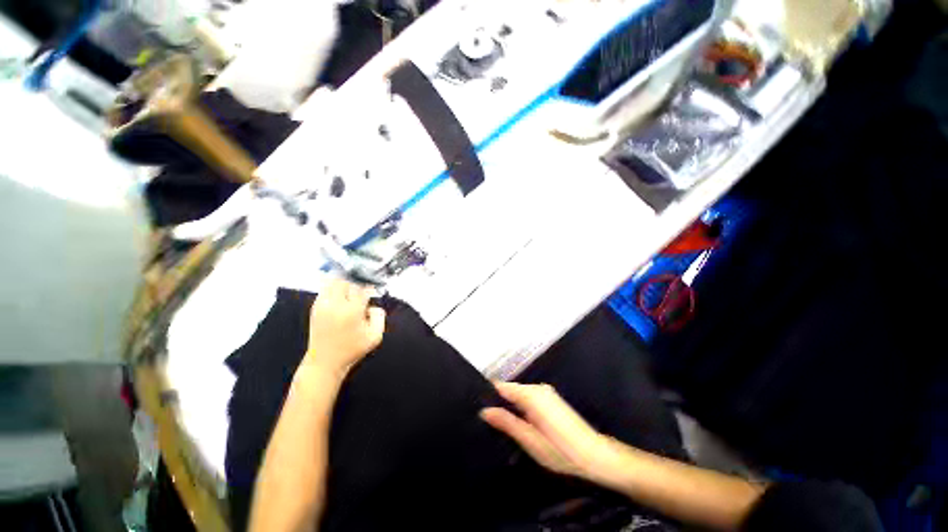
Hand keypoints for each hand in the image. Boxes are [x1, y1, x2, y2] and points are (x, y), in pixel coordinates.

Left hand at [304, 279, 385, 377]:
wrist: (325, 362)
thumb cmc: (352, 350)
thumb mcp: (375, 337)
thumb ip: (380, 317)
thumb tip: (374, 306)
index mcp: (352, 311)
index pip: (362, 289)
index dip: (370, 288)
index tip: (372, 292)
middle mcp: (335, 305)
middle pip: (347, 281)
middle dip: (356, 284)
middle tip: (361, 293)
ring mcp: (323, 305)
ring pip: (334, 282)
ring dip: (344, 284)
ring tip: (350, 294)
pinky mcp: (315, 308)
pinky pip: (325, 290)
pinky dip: (334, 289)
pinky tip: (340, 299)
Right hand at [480, 382, 608, 479]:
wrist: (595, 455)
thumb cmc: (560, 450)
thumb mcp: (529, 440)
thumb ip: (506, 422)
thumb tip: (484, 410)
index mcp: (531, 394)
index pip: (502, 387)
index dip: (489, 396)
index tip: (478, 408)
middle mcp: (538, 388)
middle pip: (511, 390)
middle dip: (500, 403)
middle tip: (489, 422)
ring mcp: (546, 392)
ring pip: (520, 395)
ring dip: (511, 406)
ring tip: (502, 425)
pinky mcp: (551, 399)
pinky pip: (529, 398)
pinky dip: (522, 407)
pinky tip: (521, 423)